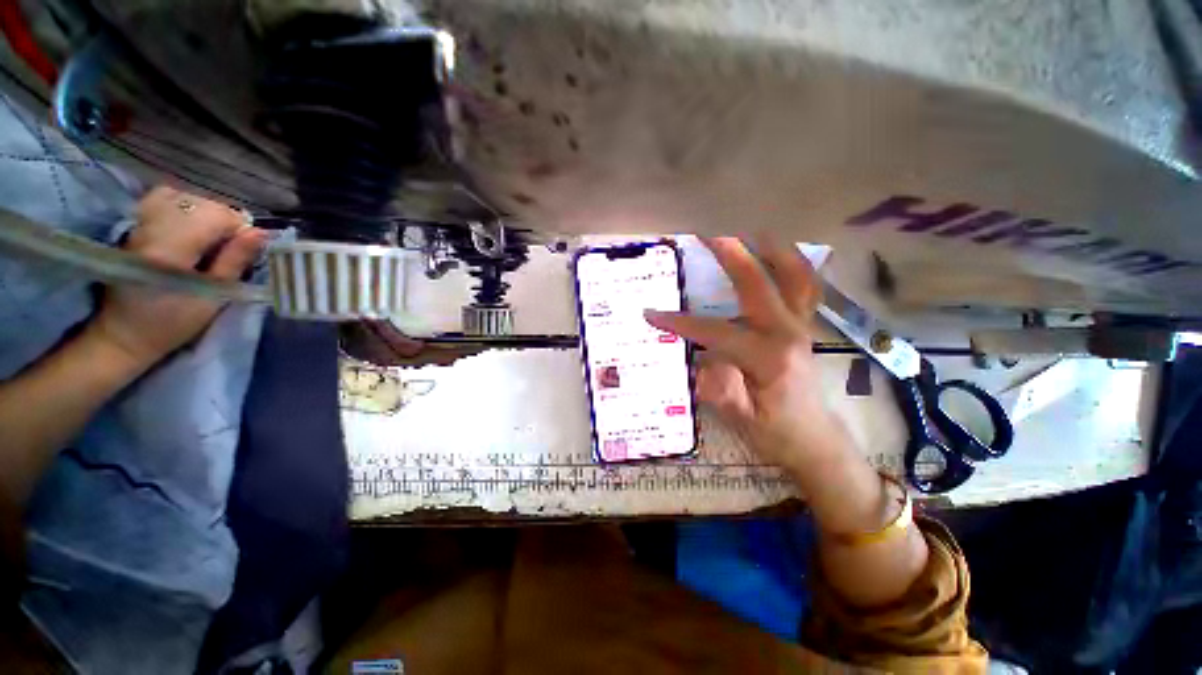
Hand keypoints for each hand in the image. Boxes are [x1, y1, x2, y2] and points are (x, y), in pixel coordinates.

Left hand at [90, 186, 265, 366]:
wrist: (123, 332)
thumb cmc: (173, 322)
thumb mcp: (213, 297)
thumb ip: (235, 260)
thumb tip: (260, 233)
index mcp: (171, 250)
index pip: (214, 215)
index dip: (238, 226)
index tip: (248, 245)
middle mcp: (151, 228)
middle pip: (199, 203)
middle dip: (222, 218)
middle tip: (231, 243)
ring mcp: (138, 224)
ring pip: (180, 197)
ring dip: (202, 211)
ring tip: (210, 233)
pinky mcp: (133, 225)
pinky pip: (162, 200)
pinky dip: (182, 207)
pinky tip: (189, 225)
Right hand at [645, 236, 848, 473]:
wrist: (811, 438)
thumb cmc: (773, 431)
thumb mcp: (740, 419)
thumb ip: (720, 390)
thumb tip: (698, 361)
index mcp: (768, 358)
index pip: (717, 331)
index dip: (682, 322)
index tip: (652, 313)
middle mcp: (787, 333)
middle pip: (758, 285)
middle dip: (731, 257)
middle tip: (707, 234)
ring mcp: (800, 325)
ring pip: (795, 276)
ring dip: (772, 250)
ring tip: (750, 230)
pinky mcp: (803, 325)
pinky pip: (804, 286)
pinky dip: (792, 264)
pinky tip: (777, 254)